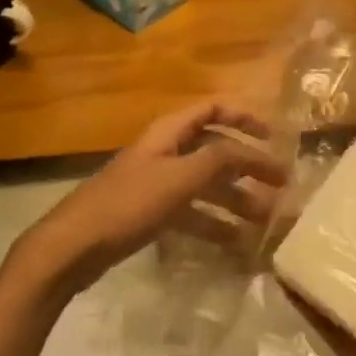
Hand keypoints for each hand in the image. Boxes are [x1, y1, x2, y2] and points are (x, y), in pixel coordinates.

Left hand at [12, 101, 288, 297]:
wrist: (74, 246)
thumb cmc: (129, 204)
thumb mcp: (180, 178)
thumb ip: (219, 161)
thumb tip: (254, 152)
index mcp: (170, 133)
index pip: (213, 110)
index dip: (244, 117)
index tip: (274, 137)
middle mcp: (166, 152)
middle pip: (214, 150)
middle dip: (248, 166)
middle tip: (281, 187)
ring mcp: (157, 183)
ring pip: (206, 184)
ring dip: (236, 198)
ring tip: (265, 220)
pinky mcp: (150, 213)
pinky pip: (192, 212)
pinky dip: (214, 223)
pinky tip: (236, 243)